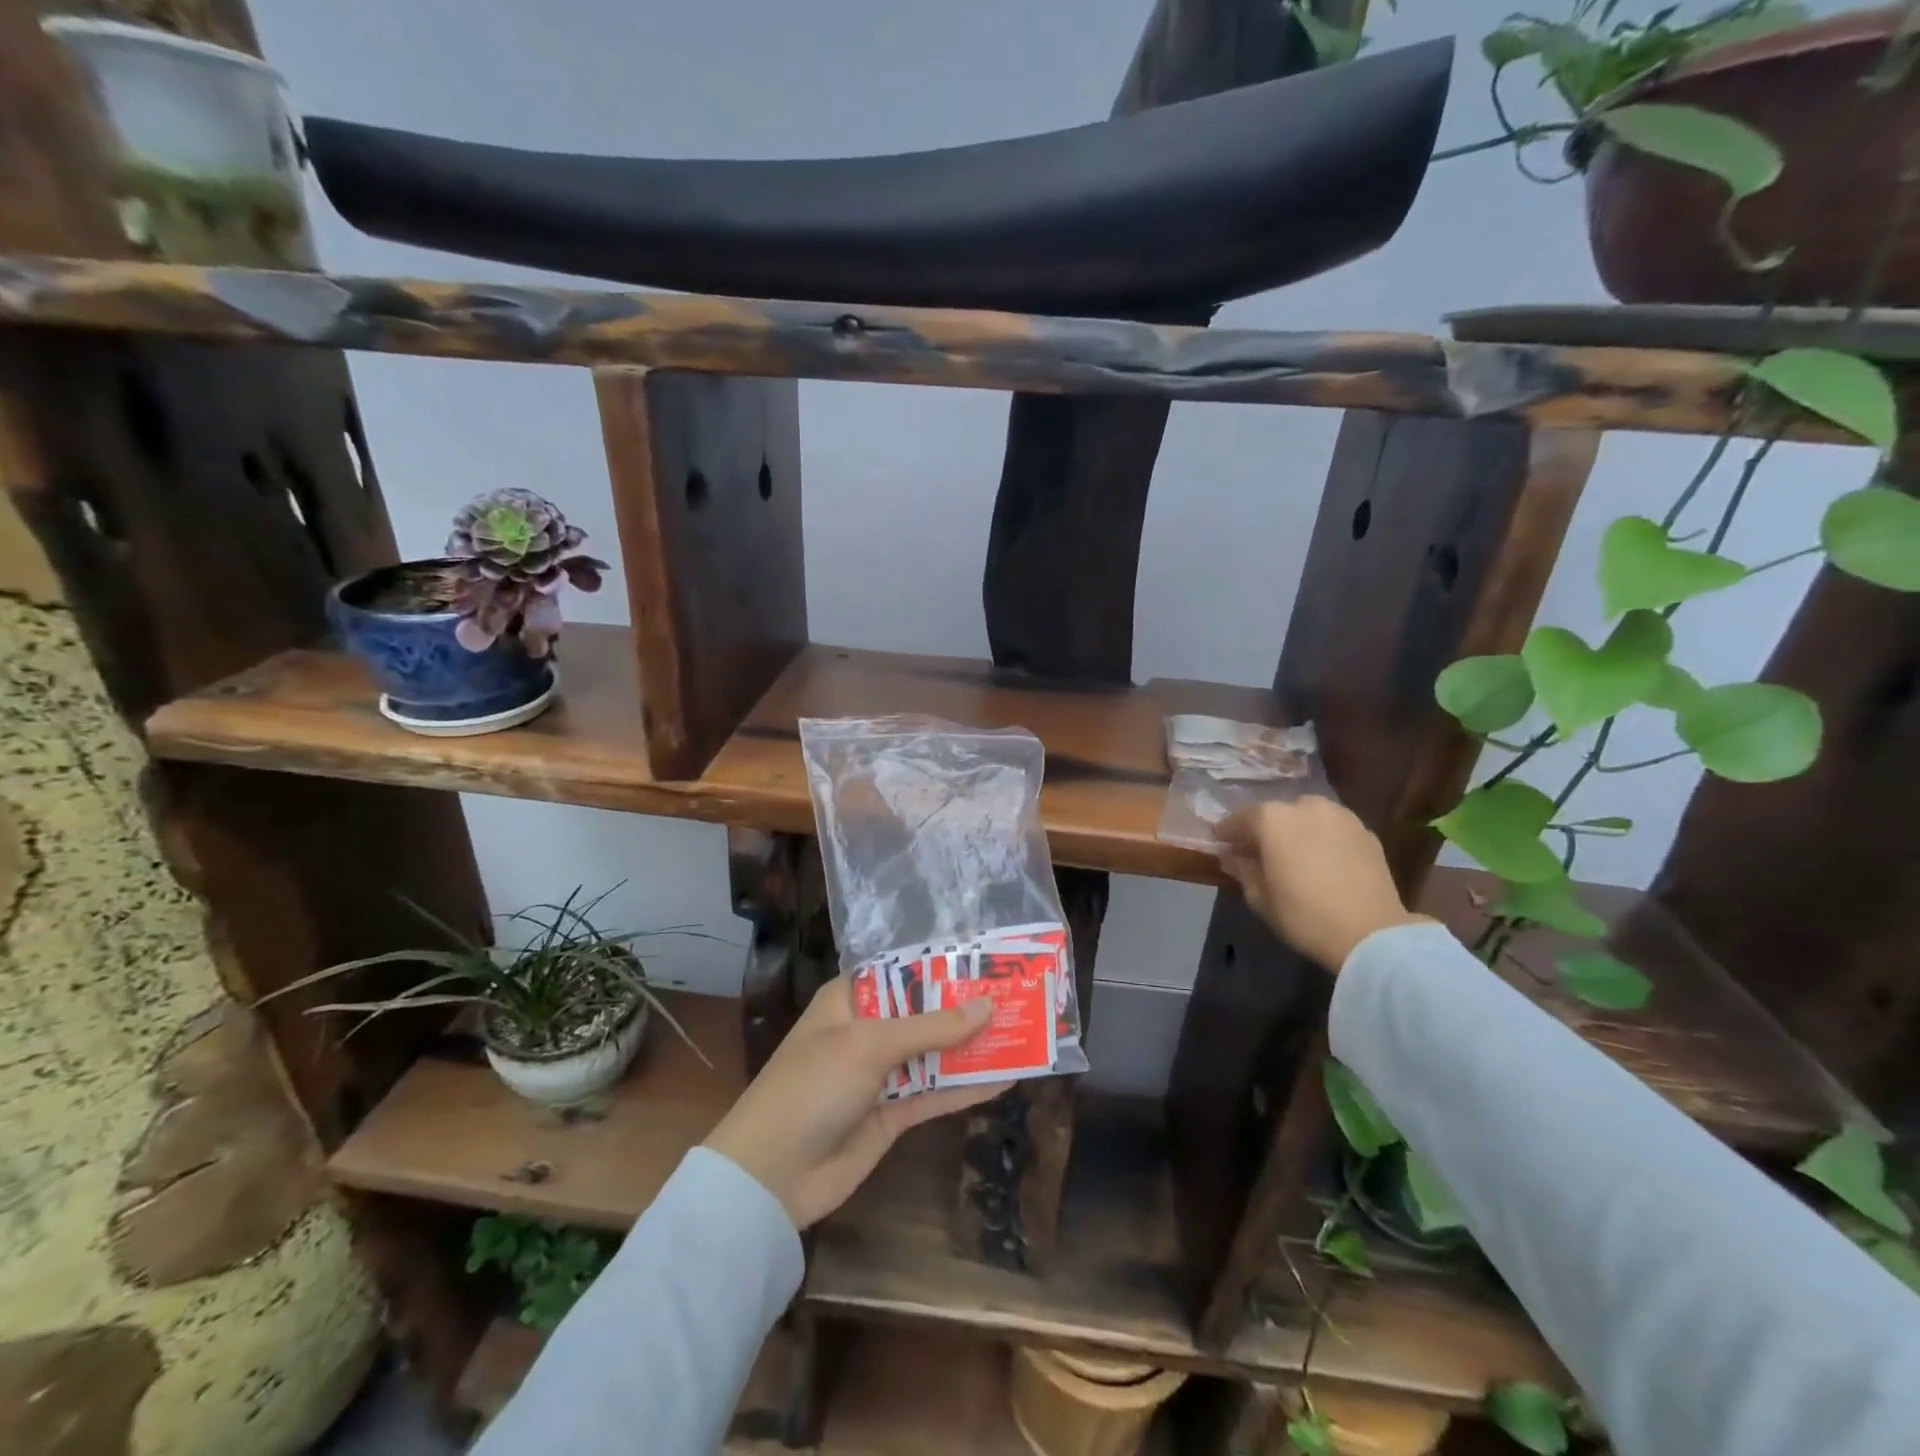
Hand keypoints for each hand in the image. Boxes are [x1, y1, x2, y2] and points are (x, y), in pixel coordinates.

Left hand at [703, 977, 1008, 1229]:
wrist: (771, 1176)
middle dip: (966, 1005)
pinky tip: (1005, 1078)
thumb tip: (987, 1005)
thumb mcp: (869, 1045)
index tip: (987, 956)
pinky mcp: (892, 1113)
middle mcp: (867, 1031)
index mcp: (850, 1000)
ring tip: (1023, 1030)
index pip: (902, 970)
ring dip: (973, 1045)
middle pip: (924, 1011)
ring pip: (935, 1052)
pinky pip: (935, 1093)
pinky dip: (967, 1087)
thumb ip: (930, 1028)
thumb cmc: (812, 1086)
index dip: (942, 963)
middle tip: (1018, 992)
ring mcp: (880, 1074)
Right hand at [1218, 797, 1423, 971]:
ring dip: (1296, 829)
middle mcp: (1304, 806)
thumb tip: (1232, 857)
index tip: (1221, 845)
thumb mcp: (1260, 898)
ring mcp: (1339, 815)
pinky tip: (1323, 859)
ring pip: (1307, 815)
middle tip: (1259, 852)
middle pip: (1275, 813)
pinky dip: (1323, 837)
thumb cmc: (1304, 915)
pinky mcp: (1366, 831)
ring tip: (1294, 853)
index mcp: (1271, 819)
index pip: (1239, 818)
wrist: (1371, 932)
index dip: (1227, 833)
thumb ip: (1242, 870)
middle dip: (1264, 829)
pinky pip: (1333, 828)